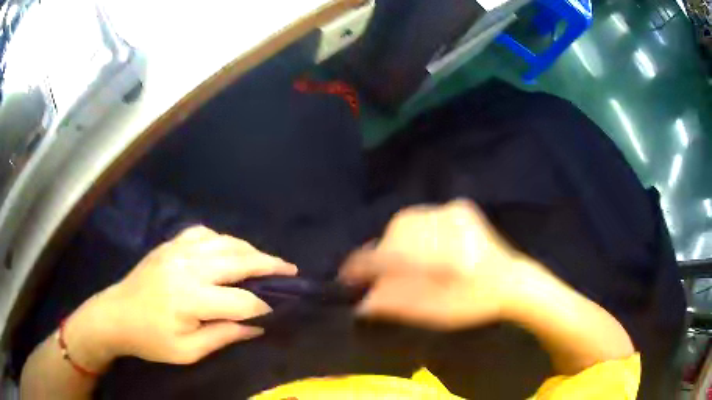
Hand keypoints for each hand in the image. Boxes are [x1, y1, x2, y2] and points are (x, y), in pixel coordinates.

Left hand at [65, 226, 296, 369]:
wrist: (115, 315)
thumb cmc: (150, 340)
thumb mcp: (187, 351)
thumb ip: (223, 336)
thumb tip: (256, 326)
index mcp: (190, 298)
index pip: (241, 300)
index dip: (262, 306)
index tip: (276, 312)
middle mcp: (187, 267)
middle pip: (238, 260)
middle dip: (268, 265)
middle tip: (290, 269)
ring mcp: (176, 251)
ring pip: (223, 242)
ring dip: (248, 249)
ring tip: (266, 259)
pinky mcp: (169, 245)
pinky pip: (202, 233)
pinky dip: (221, 239)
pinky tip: (227, 248)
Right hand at [339, 200, 537, 329]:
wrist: (512, 282)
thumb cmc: (472, 303)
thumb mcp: (432, 311)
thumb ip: (394, 303)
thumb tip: (361, 302)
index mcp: (441, 262)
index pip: (387, 258)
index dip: (362, 267)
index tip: (348, 276)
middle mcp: (447, 230)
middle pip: (394, 233)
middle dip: (383, 251)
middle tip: (382, 270)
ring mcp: (455, 213)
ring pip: (407, 220)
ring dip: (398, 239)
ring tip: (403, 258)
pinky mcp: (460, 207)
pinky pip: (424, 214)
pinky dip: (416, 229)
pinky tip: (424, 245)